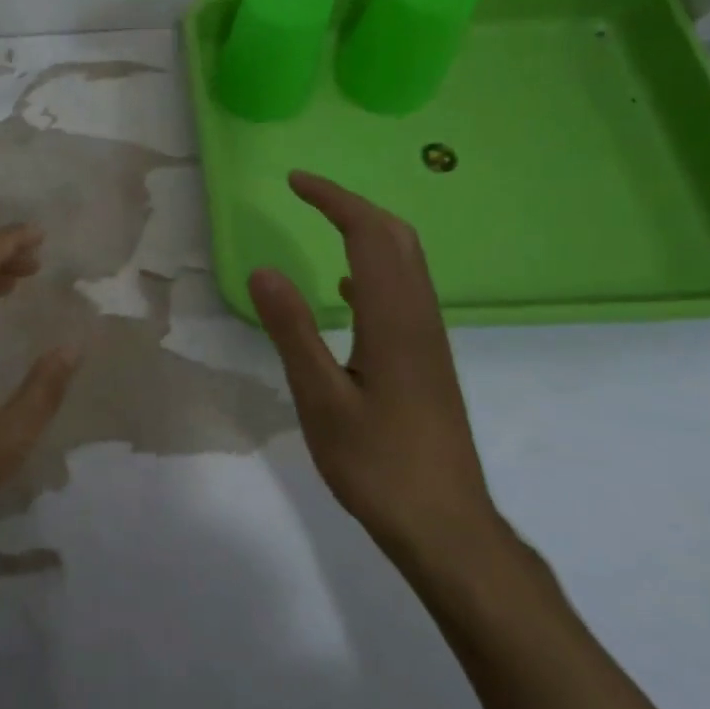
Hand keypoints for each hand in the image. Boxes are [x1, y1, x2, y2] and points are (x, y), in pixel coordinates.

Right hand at [248, 171, 500, 568]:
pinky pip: (403, 292)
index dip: (333, 199)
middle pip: (397, 238)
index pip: (368, 234)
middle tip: (307, 195)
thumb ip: (292, 331)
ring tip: (323, 225)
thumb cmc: (377, 465)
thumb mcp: (321, 399)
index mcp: (393, 319)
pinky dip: (372, 268)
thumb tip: (264, 270)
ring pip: (405, 263)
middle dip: (353, 205)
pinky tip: (344, 293)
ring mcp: (428, 340)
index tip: (294, 181)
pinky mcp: (427, 361)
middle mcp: (419, 318)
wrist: (446, 526)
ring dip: (366, 232)